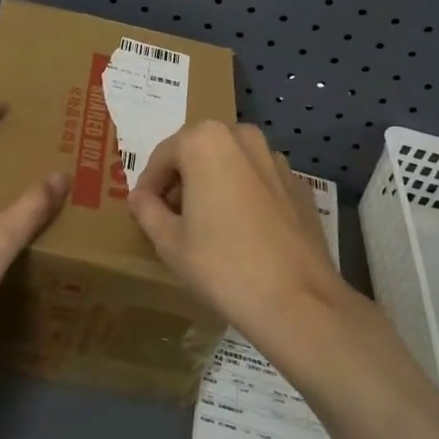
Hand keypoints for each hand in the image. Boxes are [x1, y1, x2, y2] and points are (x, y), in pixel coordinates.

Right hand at [129, 122, 358, 352]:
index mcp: (206, 142)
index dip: (149, 183)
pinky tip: (242, 232)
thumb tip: (139, 197)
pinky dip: (244, 196)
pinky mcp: (299, 186)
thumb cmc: (222, 265)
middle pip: (199, 152)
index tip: (143, 209)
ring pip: (231, 164)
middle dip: (182, 178)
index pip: (163, 155)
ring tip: (206, 224)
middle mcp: (243, 138)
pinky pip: (259, 182)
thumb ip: (148, 211)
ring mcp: (276, 160)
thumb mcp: (170, 242)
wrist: (297, 300)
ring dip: (214, 183)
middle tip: (171, 215)